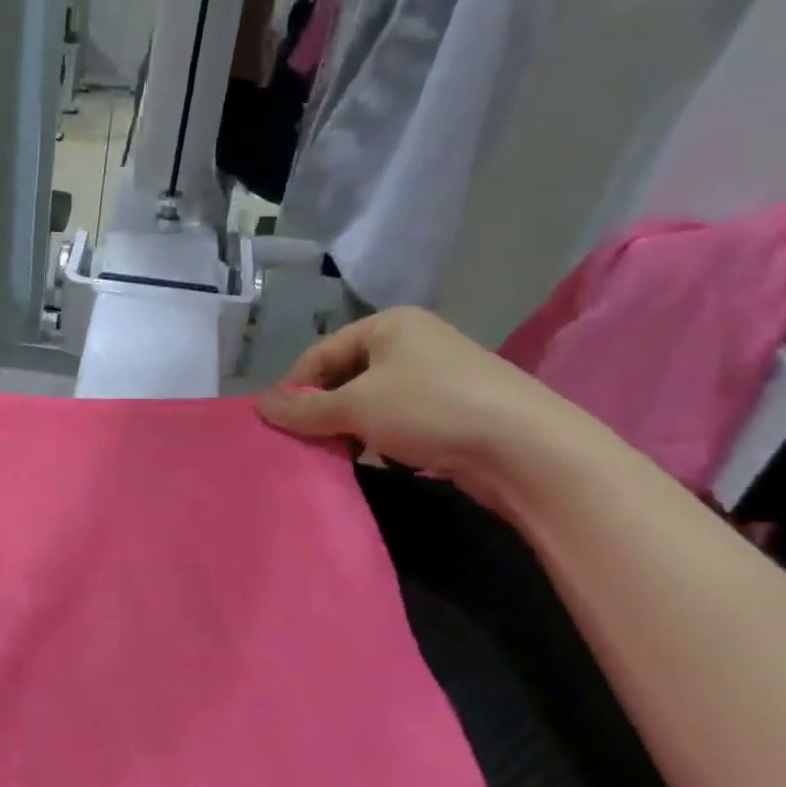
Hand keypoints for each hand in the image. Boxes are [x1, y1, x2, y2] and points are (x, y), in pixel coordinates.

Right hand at [255, 307, 596, 506]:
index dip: (295, 388)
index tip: (279, 425)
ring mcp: (439, 375)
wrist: (527, 448)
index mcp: (389, 325)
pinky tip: (381, 461)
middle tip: (308, 444)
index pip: (320, 353)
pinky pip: (401, 420)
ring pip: (373, 402)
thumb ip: (303, 407)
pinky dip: (383, 440)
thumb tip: (258, 404)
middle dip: (324, 412)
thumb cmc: (429, 409)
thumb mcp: (355, 407)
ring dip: (352, 430)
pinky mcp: (457, 409)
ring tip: (342, 457)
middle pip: (346, 377)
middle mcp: (414, 342)